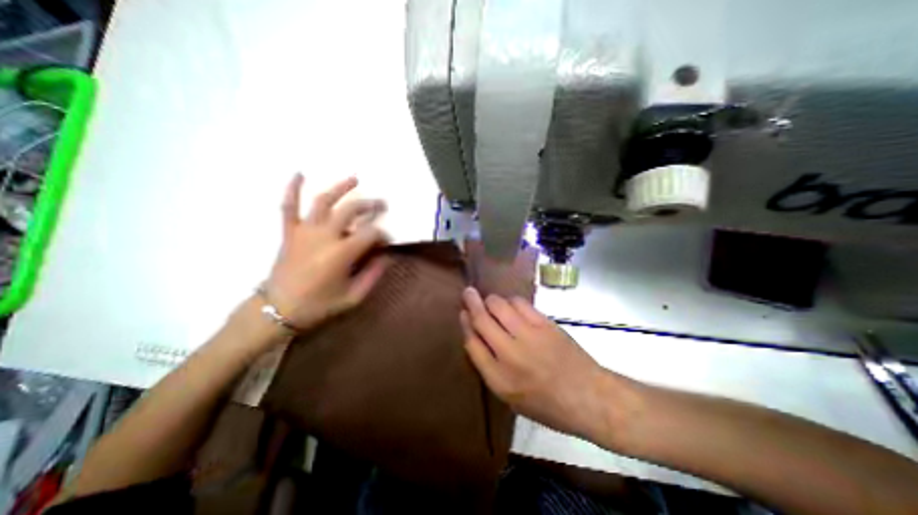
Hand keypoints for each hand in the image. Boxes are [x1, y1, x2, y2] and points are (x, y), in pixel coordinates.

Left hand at [263, 175, 388, 330]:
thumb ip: (373, 275)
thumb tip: (387, 257)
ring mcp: (304, 231)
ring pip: (323, 202)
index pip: (370, 234)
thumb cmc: (319, 305)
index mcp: (341, 253)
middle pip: (351, 211)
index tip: (387, 241)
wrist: (278, 310)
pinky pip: (288, 206)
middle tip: (382, 205)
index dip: (383, 235)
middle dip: (370, 206)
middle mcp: (324, 236)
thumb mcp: (353, 296)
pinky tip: (299, 174)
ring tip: (354, 179)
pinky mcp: (289, 232)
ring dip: (340, 188)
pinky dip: (292, 189)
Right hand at [460, 287, 624, 440]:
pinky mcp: (544, 324)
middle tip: (468, 291)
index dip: (465, 324)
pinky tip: (512, 305)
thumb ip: (491, 369)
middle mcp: (509, 354)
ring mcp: (528, 335)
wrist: (589, 396)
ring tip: (492, 301)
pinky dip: (511, 301)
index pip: (472, 343)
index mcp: (499, 379)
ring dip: (492, 300)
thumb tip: (478, 338)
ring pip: (500, 306)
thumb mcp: (512, 398)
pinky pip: (520, 303)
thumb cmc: (548, 404)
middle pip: (482, 320)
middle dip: (471, 302)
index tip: (462, 312)